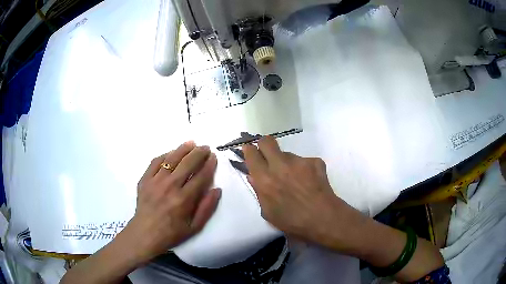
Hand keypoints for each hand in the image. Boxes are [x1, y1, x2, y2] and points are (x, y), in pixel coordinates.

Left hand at [121, 141, 220, 263]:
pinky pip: (155, 162)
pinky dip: (165, 155)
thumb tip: (217, 189)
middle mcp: (170, 186)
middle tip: (205, 147)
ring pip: (171, 159)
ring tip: (191, 143)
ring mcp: (155, 181)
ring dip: (183, 149)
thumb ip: (207, 208)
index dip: (209, 165)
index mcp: (184, 199)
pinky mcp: (145, 179)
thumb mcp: (195, 227)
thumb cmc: (172, 233)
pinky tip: (171, 153)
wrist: (145, 233)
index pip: (200, 176)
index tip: (214, 157)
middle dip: (199, 153)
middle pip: (187, 163)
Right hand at [242, 136, 361, 247]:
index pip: (252, 153)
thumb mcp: (269, 213)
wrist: (324, 219)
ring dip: (287, 163)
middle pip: (267, 141)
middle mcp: (280, 165)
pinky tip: (309, 183)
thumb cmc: (293, 222)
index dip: (249, 150)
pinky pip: (304, 161)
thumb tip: (253, 177)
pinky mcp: (315, 161)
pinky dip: (303, 169)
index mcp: (265, 179)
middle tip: (267, 156)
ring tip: (296, 181)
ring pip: (288, 154)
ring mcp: (299, 161)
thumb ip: (259, 192)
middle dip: (264, 145)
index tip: (250, 152)